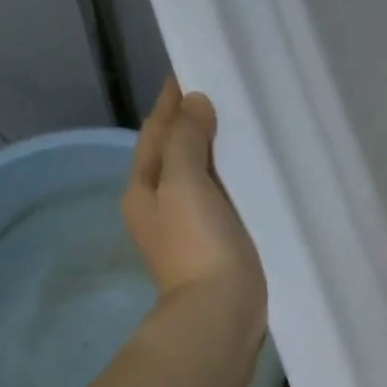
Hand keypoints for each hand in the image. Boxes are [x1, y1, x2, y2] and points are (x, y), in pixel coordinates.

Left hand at [123, 78, 265, 314]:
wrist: (220, 312)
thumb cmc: (198, 244)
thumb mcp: (183, 182)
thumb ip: (186, 139)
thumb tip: (194, 106)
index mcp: (142, 191)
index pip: (154, 133)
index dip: (169, 103)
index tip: (187, 73)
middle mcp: (157, 209)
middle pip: (171, 156)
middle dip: (188, 126)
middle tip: (216, 96)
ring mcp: (185, 231)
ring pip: (195, 179)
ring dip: (209, 155)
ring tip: (233, 129)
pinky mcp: (213, 248)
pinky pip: (216, 201)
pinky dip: (225, 182)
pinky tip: (244, 176)